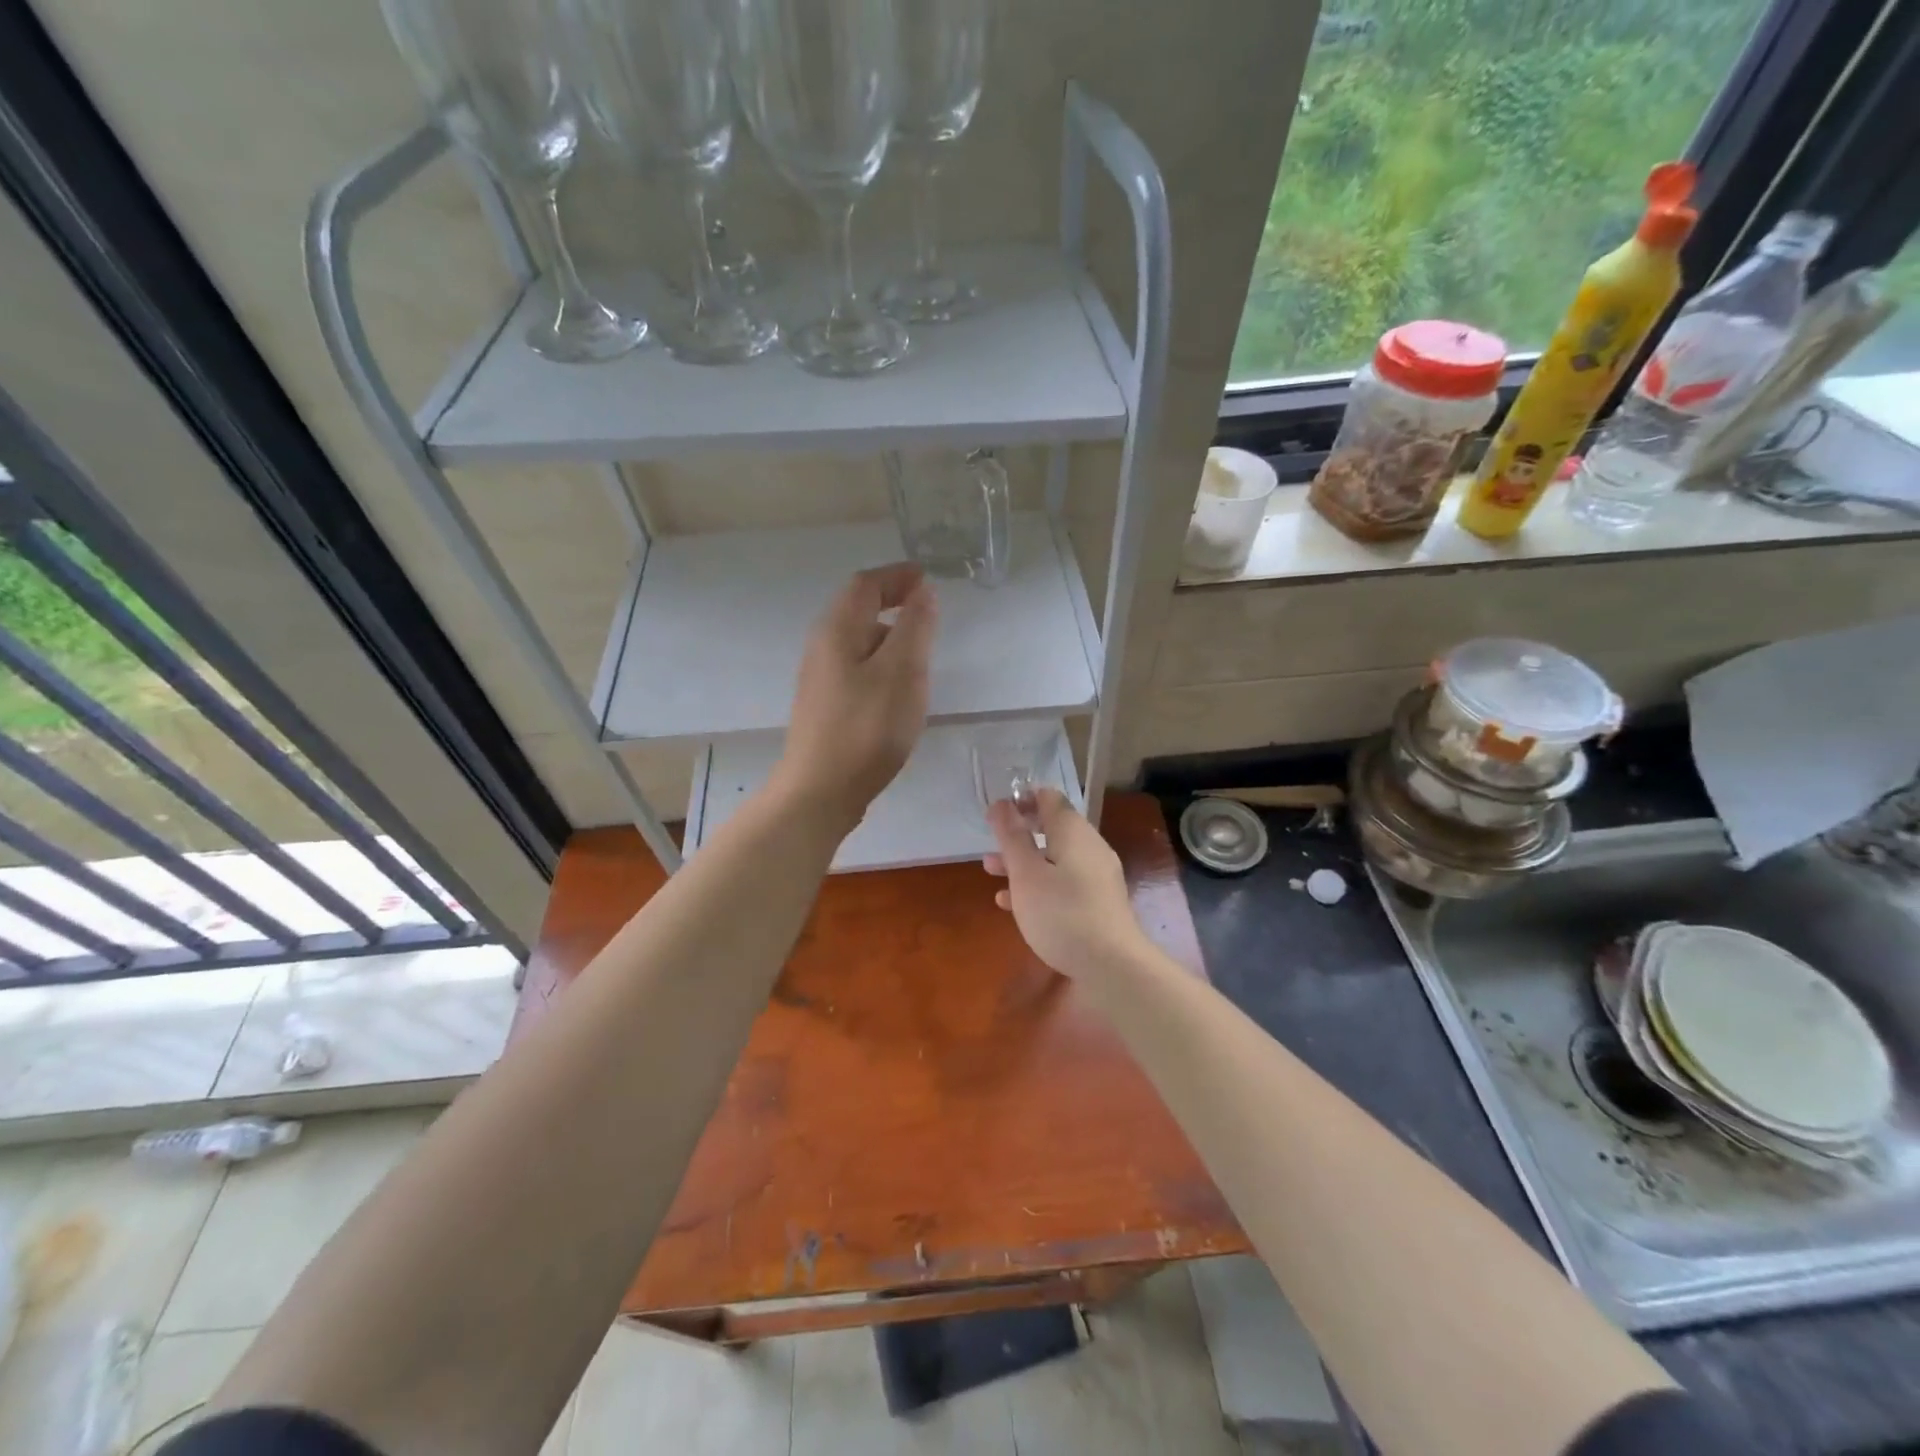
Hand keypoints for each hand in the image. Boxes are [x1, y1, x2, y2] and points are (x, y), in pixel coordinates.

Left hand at [775, 563, 936, 831]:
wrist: (821, 791)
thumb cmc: (866, 727)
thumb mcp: (902, 671)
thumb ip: (915, 627)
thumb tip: (922, 592)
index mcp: (838, 630)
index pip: (866, 584)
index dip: (897, 576)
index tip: (928, 578)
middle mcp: (822, 647)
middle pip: (857, 611)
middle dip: (893, 604)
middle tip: (928, 615)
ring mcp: (820, 679)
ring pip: (858, 643)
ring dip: (889, 638)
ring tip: (921, 656)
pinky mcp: (825, 707)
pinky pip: (856, 670)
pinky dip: (881, 665)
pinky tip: (898, 693)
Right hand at [983, 789, 1150, 978]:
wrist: (1112, 965)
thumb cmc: (1061, 912)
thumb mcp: (1026, 873)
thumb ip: (1012, 836)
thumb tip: (1002, 804)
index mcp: (1073, 831)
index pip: (1048, 798)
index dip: (1021, 800)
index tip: (996, 814)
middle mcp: (1089, 846)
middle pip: (1051, 829)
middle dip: (1018, 835)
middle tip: (991, 846)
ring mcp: (1097, 875)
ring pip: (1054, 858)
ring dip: (1023, 862)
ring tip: (992, 874)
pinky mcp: (1098, 902)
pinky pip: (1064, 883)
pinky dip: (1039, 885)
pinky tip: (1014, 905)